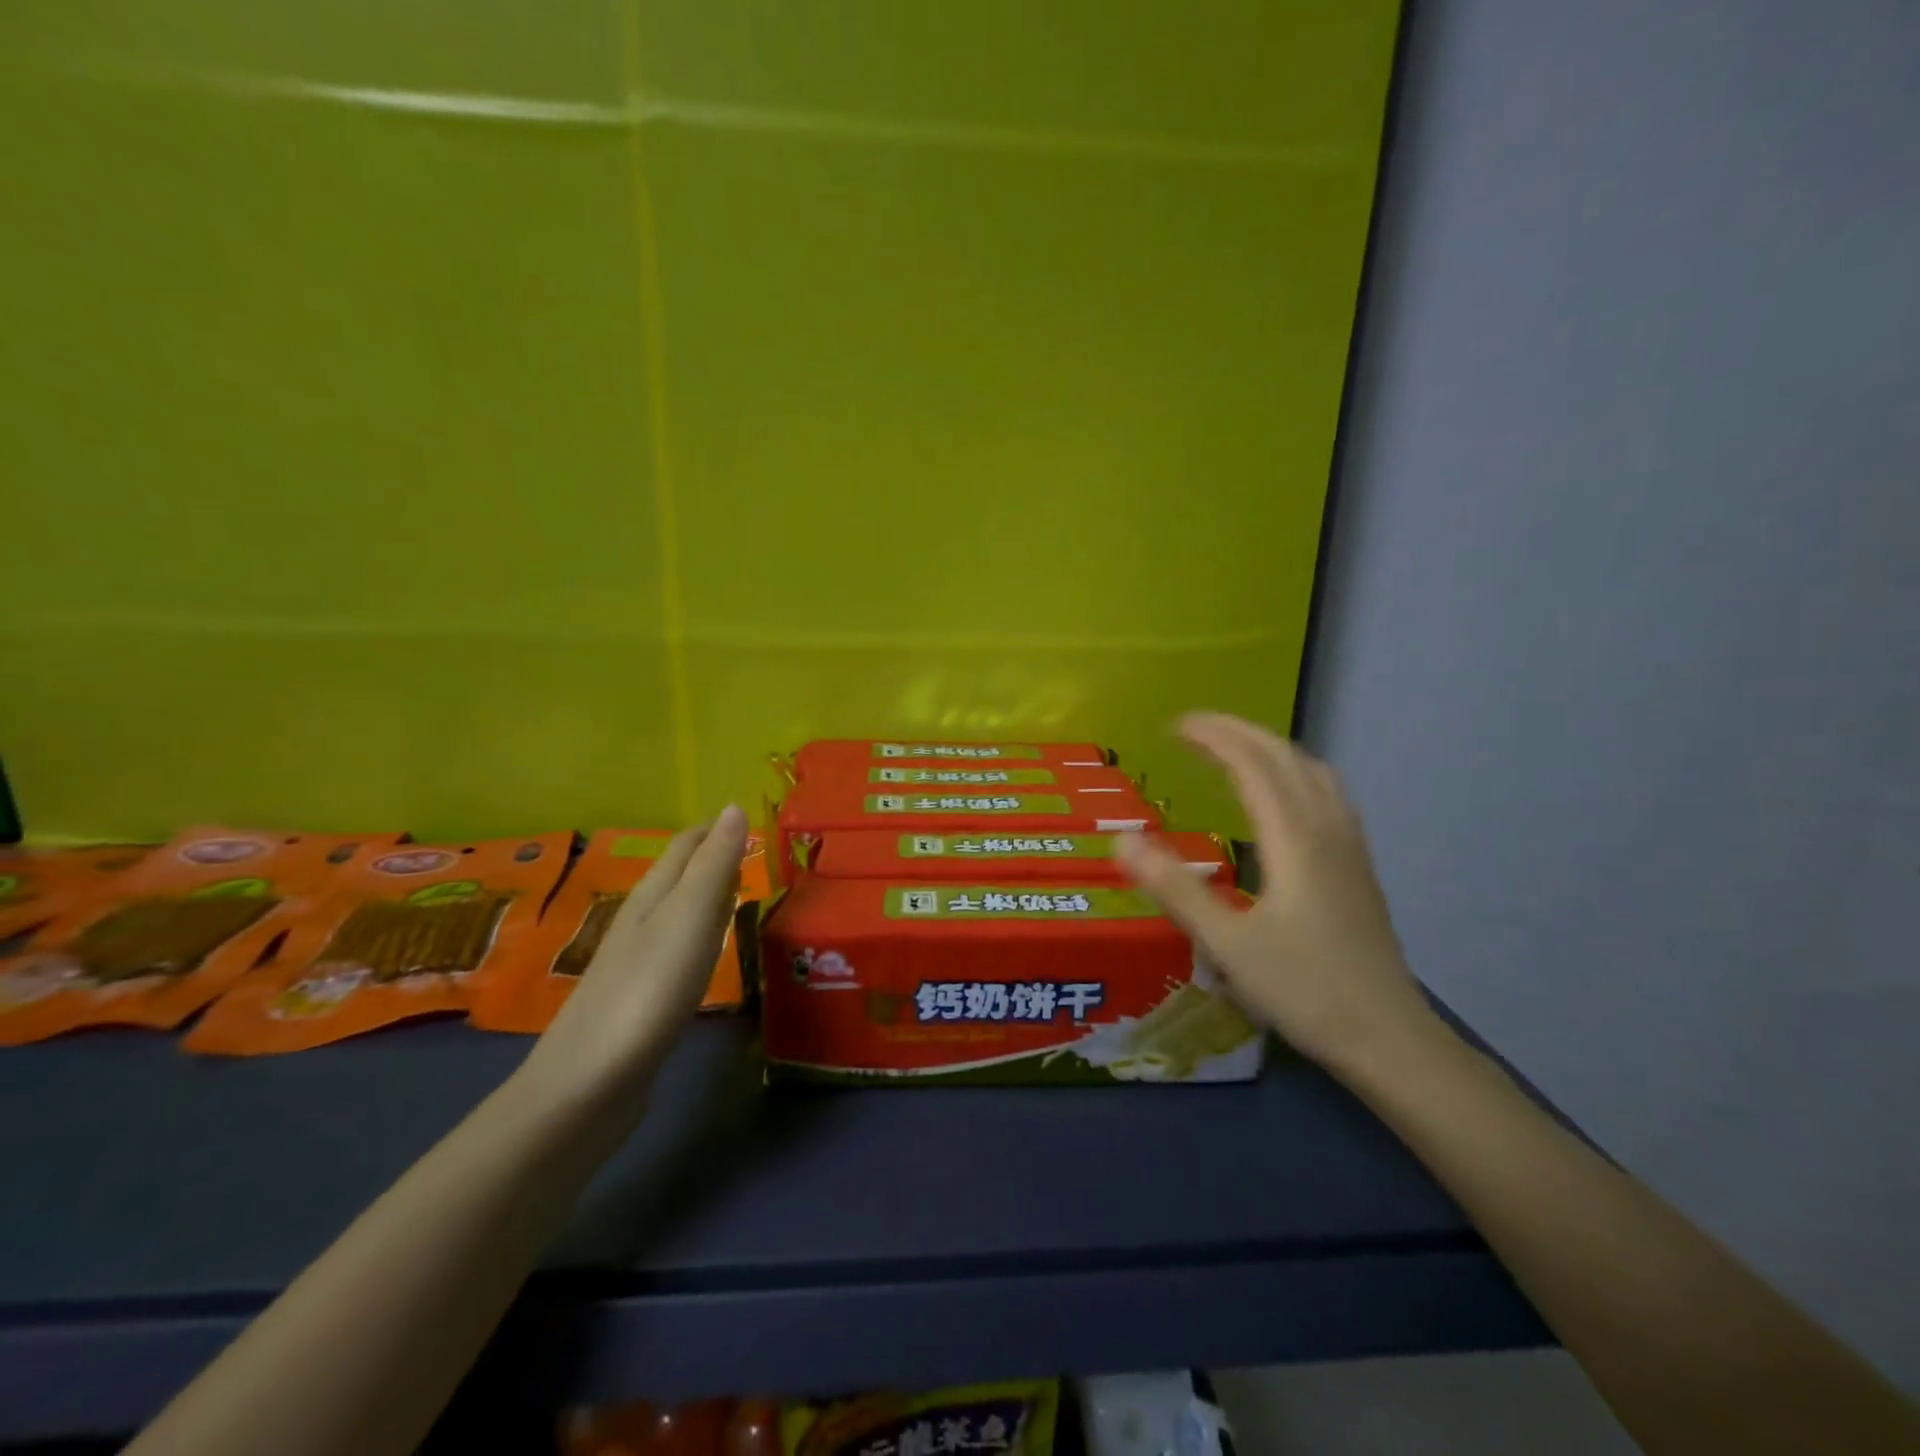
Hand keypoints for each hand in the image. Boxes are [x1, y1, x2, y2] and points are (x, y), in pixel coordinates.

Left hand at [519, 806, 749, 1106]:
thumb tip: (733, 806)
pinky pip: (677, 950)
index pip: (686, 845)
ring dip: (708, 897)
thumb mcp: (690, 917)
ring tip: (743, 895)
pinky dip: (701, 937)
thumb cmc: (648, 989)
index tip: (755, 824)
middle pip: (679, 876)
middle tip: (759, 857)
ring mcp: (637, 961)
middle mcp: (641, 919)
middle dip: (714, 859)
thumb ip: (714, 864)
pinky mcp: (640, 1000)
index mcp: (652, 894)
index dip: (717, 830)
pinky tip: (711, 953)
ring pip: (678, 913)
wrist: (589, 1084)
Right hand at [1115, 714, 1437, 1074]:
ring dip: (1271, 748)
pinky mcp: (1358, 868)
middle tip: (1194, 728)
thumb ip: (1175, 889)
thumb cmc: (1304, 991)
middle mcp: (1326, 829)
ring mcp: (1350, 847)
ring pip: (1313, 773)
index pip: (1253, 764)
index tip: (1174, 726)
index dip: (1214, 737)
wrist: (1388, 1039)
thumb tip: (1120, 839)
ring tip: (1234, 750)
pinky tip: (1284, 797)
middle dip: (1239, 732)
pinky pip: (1327, 795)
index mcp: (1294, 839)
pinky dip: (1294, 773)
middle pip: (1285, 757)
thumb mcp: (1228, 944)